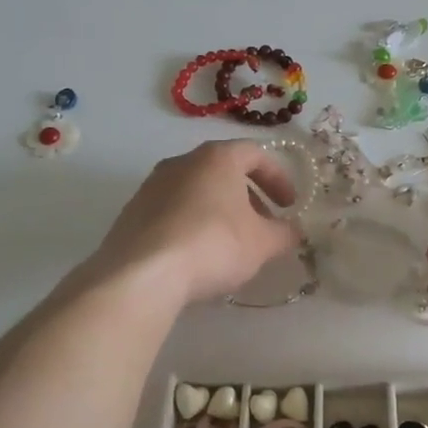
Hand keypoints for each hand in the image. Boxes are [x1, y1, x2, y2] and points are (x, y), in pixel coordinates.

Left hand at [87, 141, 301, 307]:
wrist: (142, 273)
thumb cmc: (213, 244)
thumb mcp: (262, 244)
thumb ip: (284, 233)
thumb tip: (294, 231)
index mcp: (217, 158)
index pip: (255, 153)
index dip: (278, 177)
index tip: (289, 205)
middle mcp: (182, 162)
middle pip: (223, 170)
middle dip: (249, 196)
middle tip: (263, 225)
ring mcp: (152, 186)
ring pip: (196, 190)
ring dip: (219, 210)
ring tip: (232, 243)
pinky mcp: (132, 212)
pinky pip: (173, 211)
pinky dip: (192, 223)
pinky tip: (198, 255)